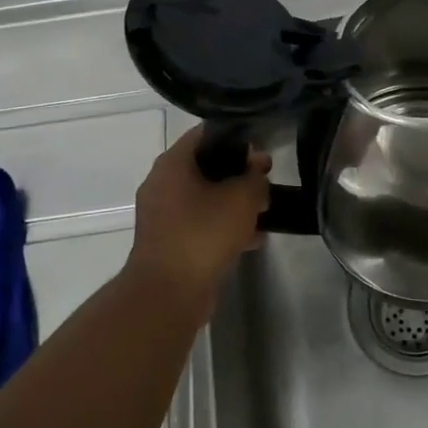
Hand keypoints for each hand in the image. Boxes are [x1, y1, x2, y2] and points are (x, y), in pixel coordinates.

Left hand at [126, 127, 270, 305]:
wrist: (168, 294)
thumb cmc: (203, 234)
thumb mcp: (241, 199)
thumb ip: (255, 178)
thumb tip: (257, 169)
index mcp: (172, 163)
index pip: (205, 134)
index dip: (236, 137)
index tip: (260, 148)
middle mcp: (162, 184)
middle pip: (206, 167)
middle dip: (238, 173)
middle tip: (266, 181)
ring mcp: (163, 215)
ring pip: (205, 197)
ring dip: (233, 202)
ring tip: (264, 211)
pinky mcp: (170, 243)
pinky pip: (201, 224)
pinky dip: (223, 226)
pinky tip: (252, 239)